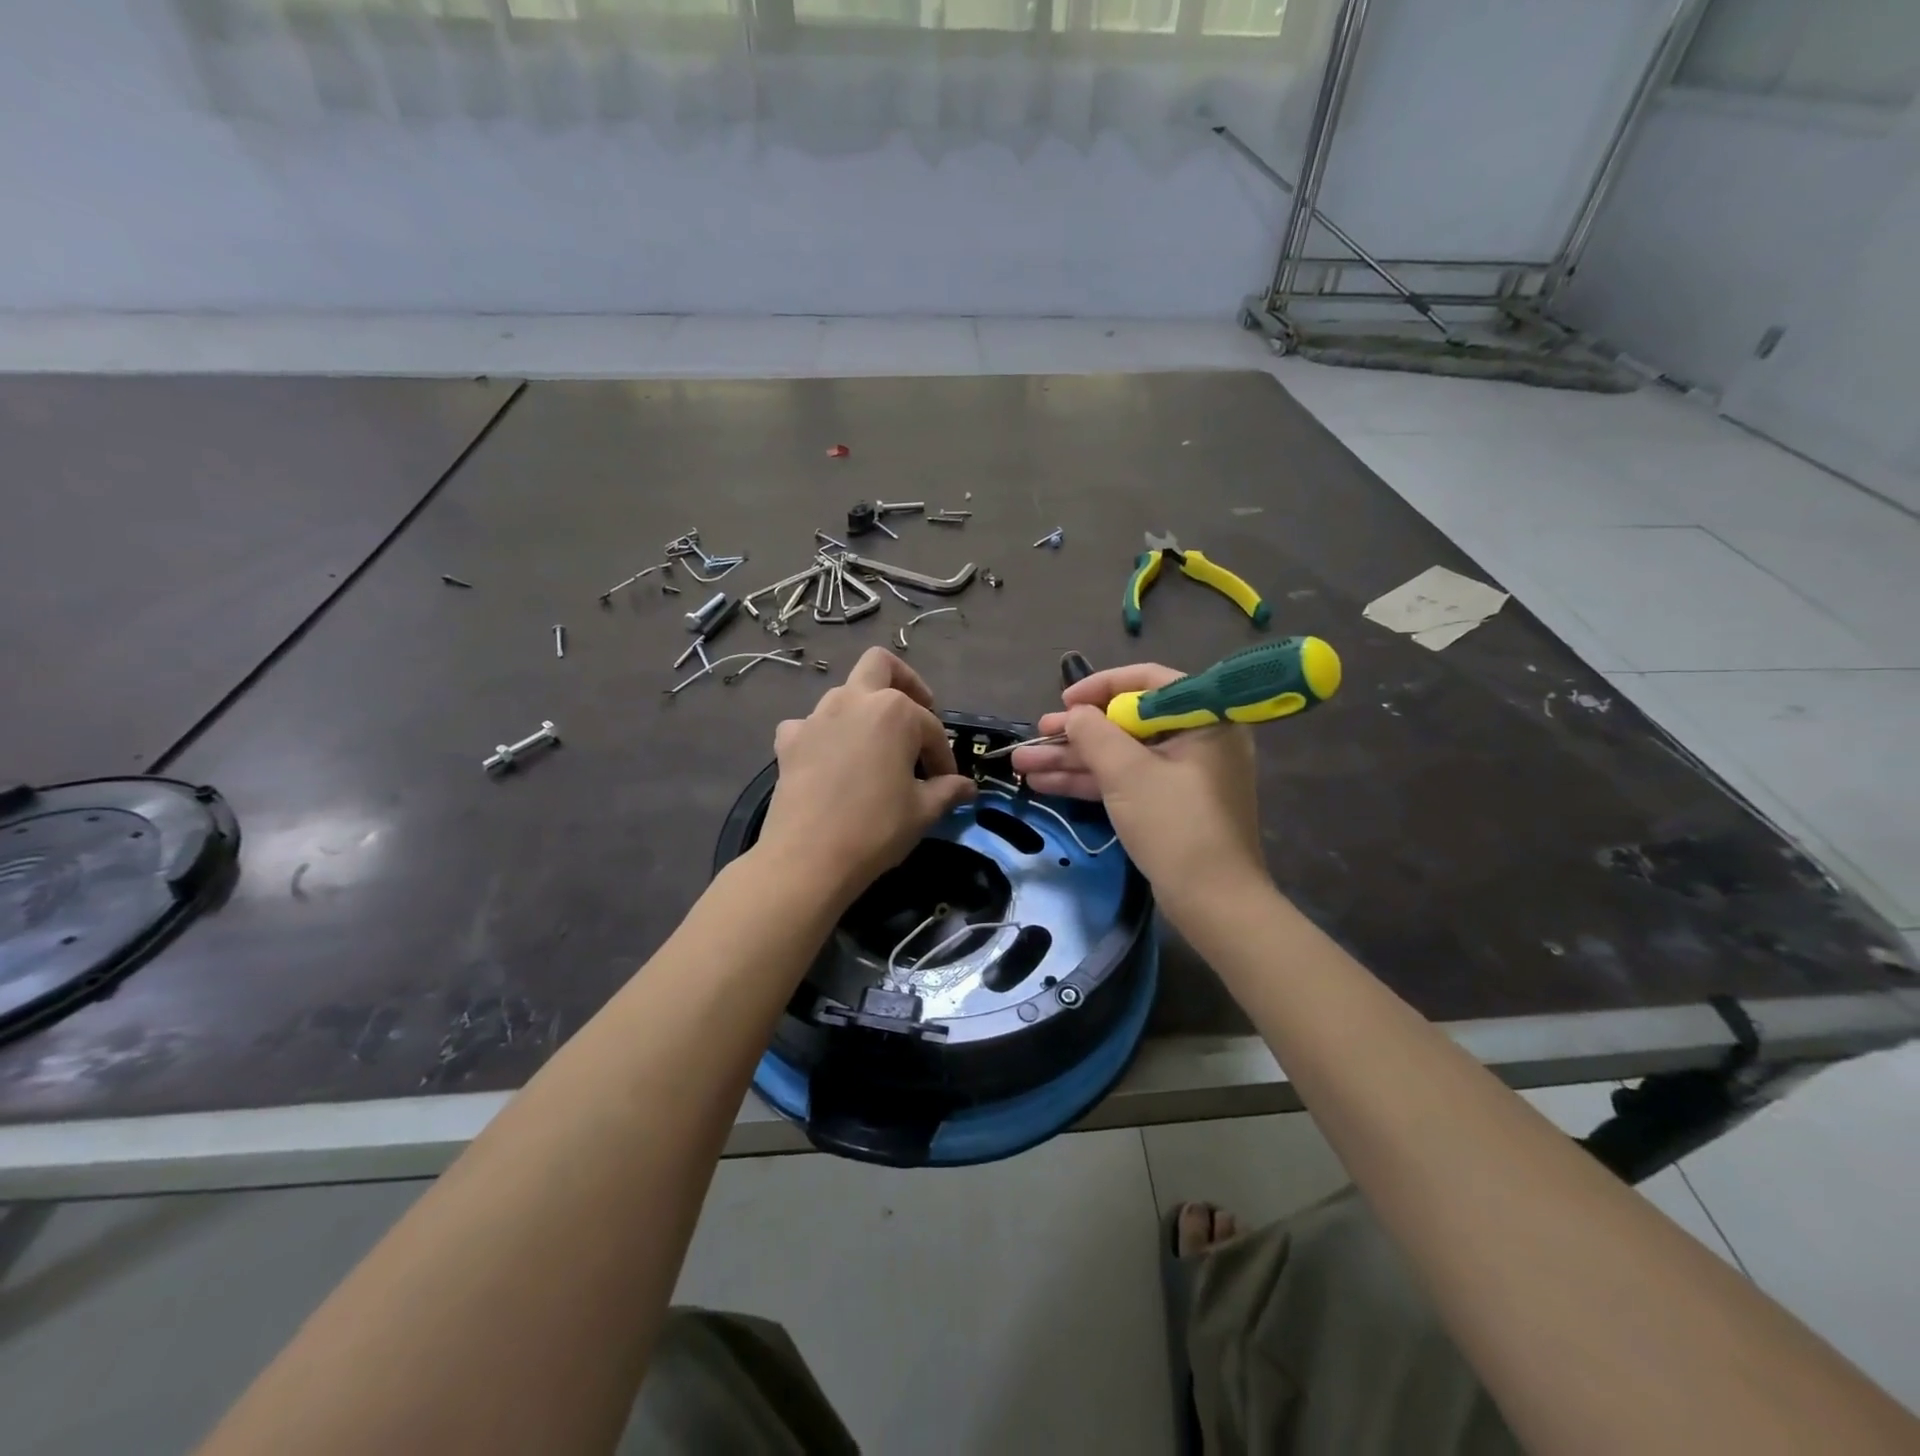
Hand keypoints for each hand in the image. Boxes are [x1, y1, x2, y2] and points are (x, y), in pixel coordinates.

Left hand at [755, 648, 975, 903]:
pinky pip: (811, 724)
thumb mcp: (923, 811)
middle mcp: (854, 700)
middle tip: (917, 714)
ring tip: (876, 747)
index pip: (931, 728)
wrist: (808, 858)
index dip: (944, 756)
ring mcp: (816, 716)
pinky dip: (825, 734)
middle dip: (905, 683)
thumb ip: (947, 790)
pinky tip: (831, 760)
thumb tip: (967, 788)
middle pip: (881, 666)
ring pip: (845, 693)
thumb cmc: (876, 828)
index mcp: (895, 711)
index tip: (948, 781)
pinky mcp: (789, 740)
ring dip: (865, 710)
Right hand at [1010, 663, 1264, 916]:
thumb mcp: (1128, 772)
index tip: (1065, 700)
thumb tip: (1075, 713)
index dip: (1102, 686)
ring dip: (1072, 759)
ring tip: (1022, 763)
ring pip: (1121, 755)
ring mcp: (1183, 775)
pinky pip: (1126, 780)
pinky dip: (1090, 781)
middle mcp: (1197, 739)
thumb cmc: (1175, 824)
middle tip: (1036, 733)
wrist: (1213, 902)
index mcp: (1205, 718)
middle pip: (1128, 722)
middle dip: (1077, 732)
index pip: (1150, 682)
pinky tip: (1045, 782)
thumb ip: (1095, 733)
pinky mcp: (1168, 804)